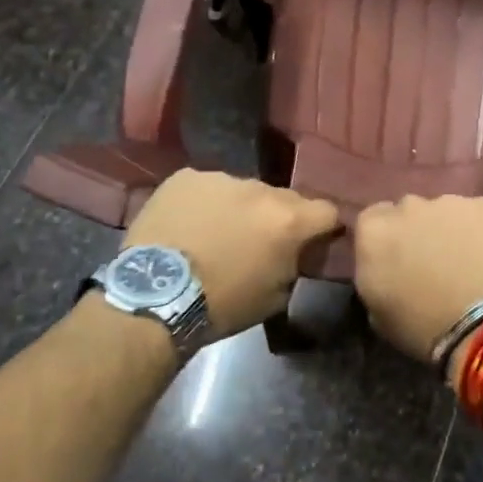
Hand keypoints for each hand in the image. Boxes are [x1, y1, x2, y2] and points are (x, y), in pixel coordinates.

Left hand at [123, 171, 339, 337]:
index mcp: (289, 220)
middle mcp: (261, 189)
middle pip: (283, 198)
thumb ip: (294, 263)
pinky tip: (187, 226)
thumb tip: (296, 251)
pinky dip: (204, 204)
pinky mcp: (186, 177)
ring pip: (243, 191)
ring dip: (239, 209)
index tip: (311, 241)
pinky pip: (206, 187)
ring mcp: (222, 178)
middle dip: (276, 217)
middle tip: (257, 242)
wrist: (155, 297)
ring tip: (215, 234)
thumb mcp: (276, 295)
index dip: (322, 227)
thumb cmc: (222, 305)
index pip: (327, 211)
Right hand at [354, 195, 482, 365]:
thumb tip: (386, 269)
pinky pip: (479, 214)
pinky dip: (482, 230)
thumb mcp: (378, 314)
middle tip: (432, 262)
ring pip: (445, 211)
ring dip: (449, 229)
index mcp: (374, 232)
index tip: (397, 261)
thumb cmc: (424, 329)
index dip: (386, 240)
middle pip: (408, 211)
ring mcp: (451, 202)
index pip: (371, 221)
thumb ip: (375, 276)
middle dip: (417, 230)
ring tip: (466, 262)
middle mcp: (409, 206)